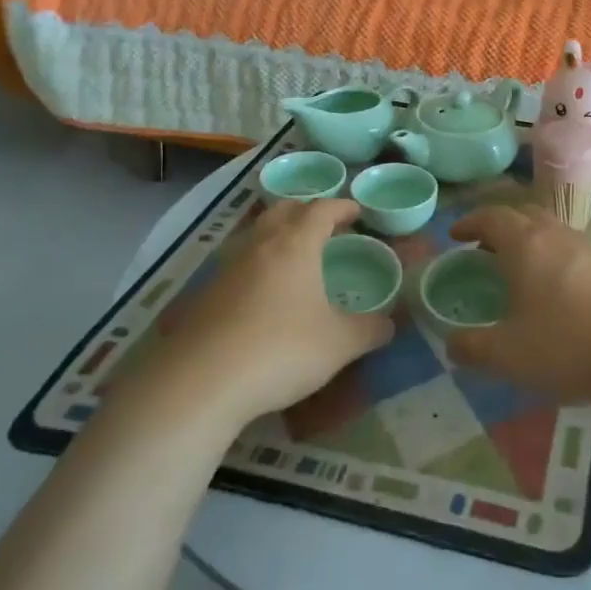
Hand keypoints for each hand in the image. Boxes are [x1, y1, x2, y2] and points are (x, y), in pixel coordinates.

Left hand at [103, 199, 392, 432]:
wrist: (200, 382)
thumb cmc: (281, 350)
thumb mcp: (339, 344)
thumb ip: (369, 330)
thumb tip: (390, 325)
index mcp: (295, 245)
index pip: (321, 210)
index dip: (342, 207)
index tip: (357, 211)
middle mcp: (259, 246)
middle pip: (282, 210)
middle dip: (306, 210)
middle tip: (325, 225)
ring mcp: (227, 269)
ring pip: (256, 235)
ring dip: (278, 235)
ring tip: (296, 256)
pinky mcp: (206, 295)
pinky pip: (239, 264)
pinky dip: (258, 266)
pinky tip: (265, 294)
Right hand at [445, 204, 590, 404]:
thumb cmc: (567, 345)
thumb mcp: (507, 355)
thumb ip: (472, 347)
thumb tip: (451, 343)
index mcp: (526, 244)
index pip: (491, 217)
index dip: (469, 223)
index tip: (455, 236)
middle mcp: (556, 234)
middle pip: (522, 214)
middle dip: (499, 226)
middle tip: (483, 250)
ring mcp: (587, 247)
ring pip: (550, 229)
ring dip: (528, 240)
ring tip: (516, 270)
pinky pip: (570, 248)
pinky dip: (551, 256)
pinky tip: (553, 290)